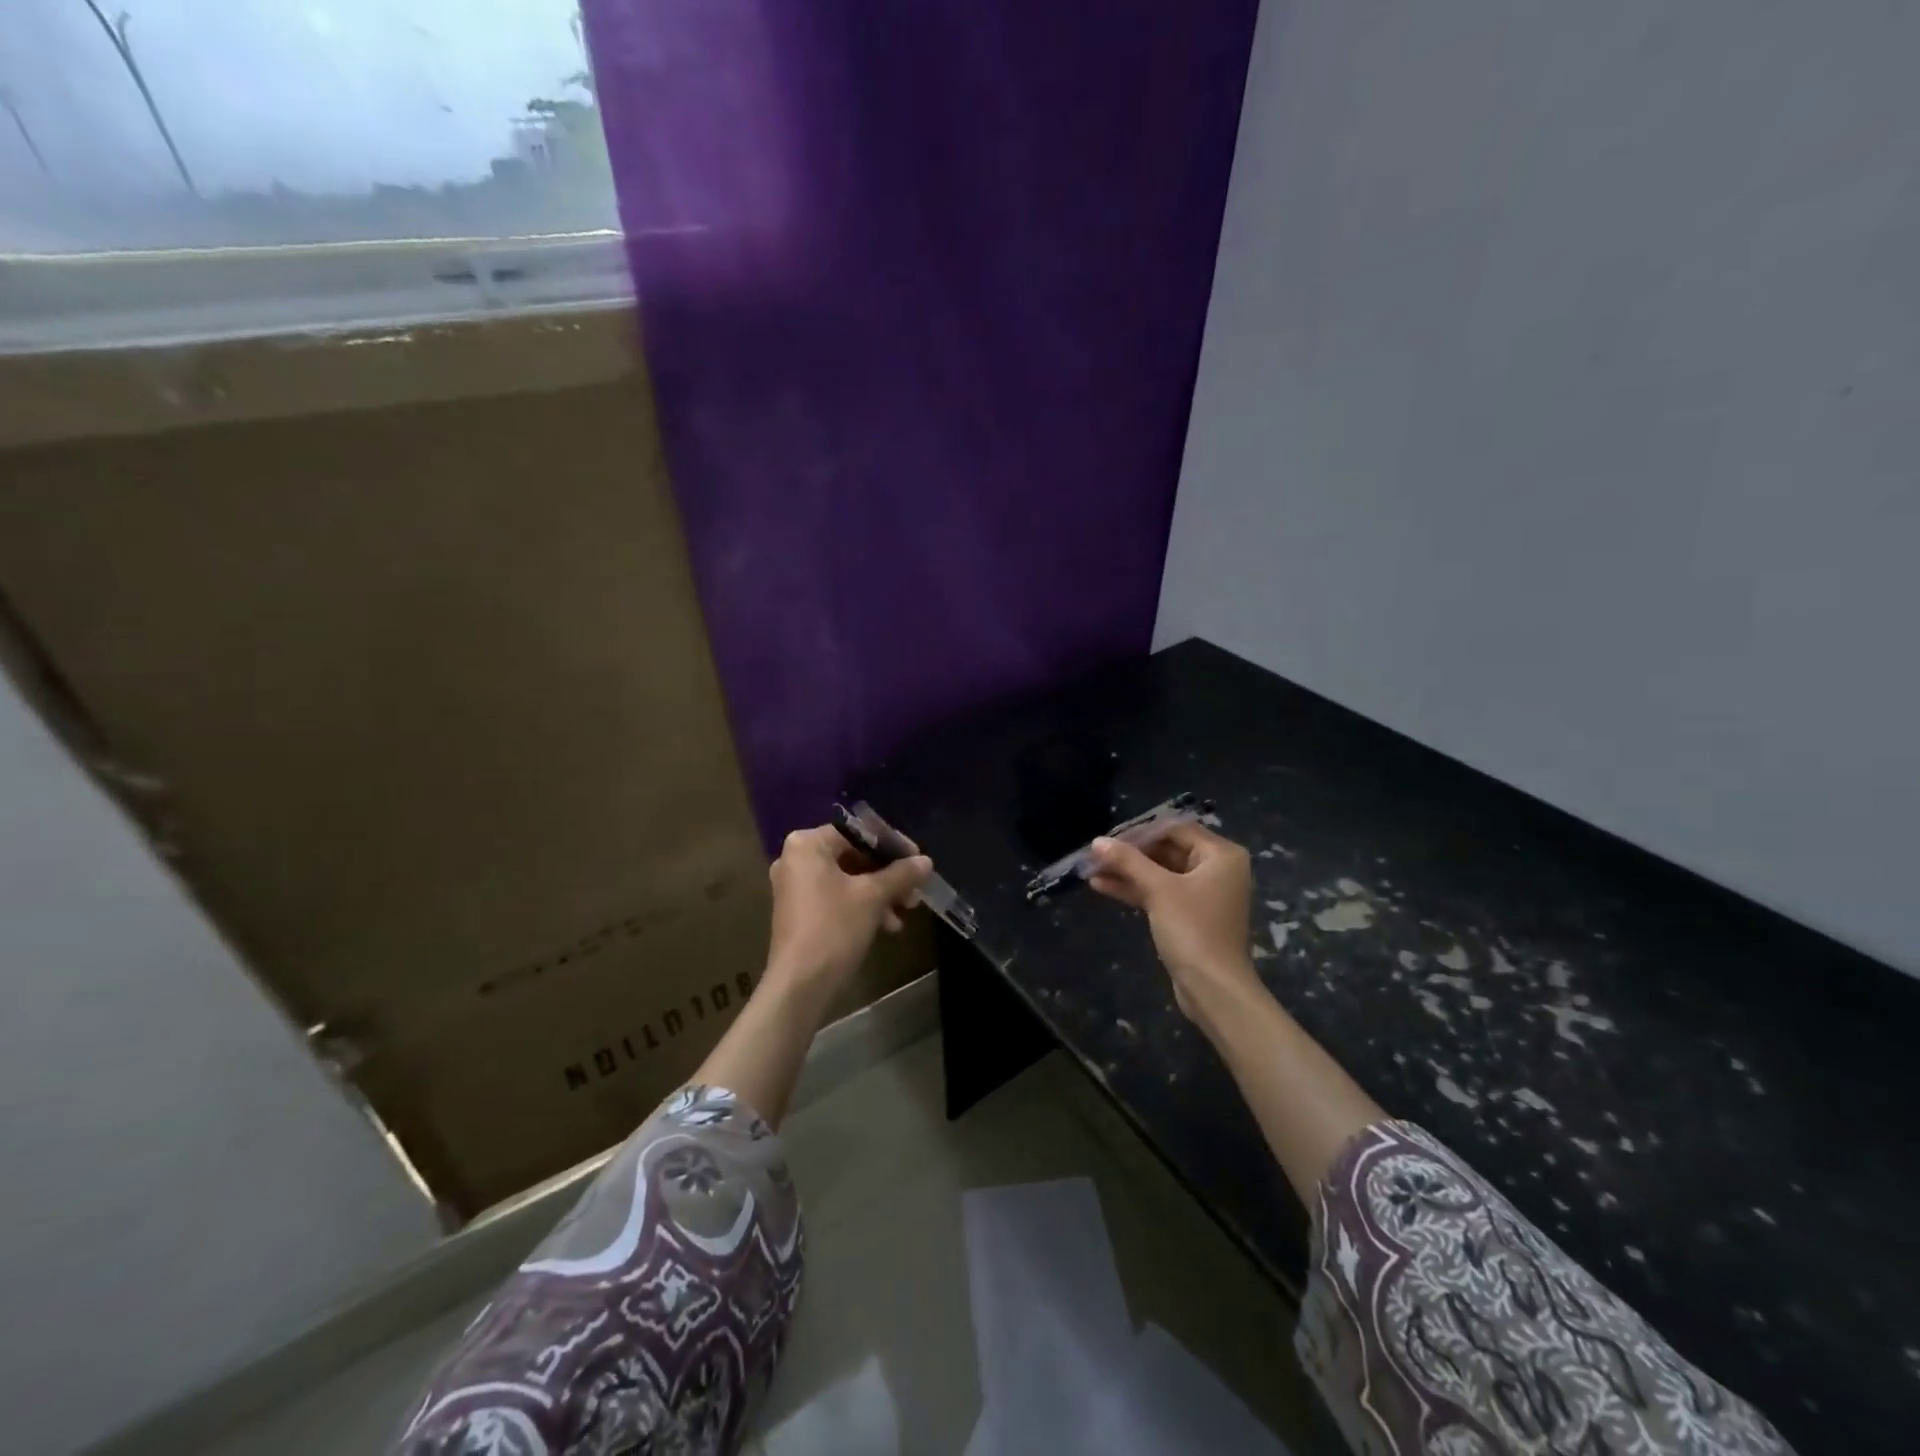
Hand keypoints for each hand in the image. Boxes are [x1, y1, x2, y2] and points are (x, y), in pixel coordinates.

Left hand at [766, 825, 931, 990]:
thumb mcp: (873, 897)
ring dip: (881, 893)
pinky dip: (863, 906)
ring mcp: (796, 886)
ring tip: (906, 910)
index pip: (859, 833)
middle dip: (889, 874)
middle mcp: (797, 859)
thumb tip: (926, 861)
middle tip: (915, 889)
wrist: (800, 986)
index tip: (918, 860)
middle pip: (854, 856)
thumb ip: (901, 874)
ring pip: (849, 879)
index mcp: (807, 845)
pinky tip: (888, 925)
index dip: (893, 845)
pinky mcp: (801, 911)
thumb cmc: (834, 928)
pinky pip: (838, 897)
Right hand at [1088, 823, 1262, 1022]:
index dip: (1140, 832)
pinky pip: (1161, 893)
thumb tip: (1097, 841)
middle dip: (1130, 854)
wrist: (1214, 989)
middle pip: (1166, 850)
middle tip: (1096, 854)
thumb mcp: (1159, 889)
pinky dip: (1135, 889)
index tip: (1108, 839)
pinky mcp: (1190, 915)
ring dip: (1128, 872)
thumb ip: (1128, 861)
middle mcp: (1217, 869)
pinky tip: (1102, 886)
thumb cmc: (1193, 930)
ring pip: (1160, 873)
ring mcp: (1204, 893)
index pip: (1175, 829)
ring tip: (1091, 869)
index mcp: (1221, 855)